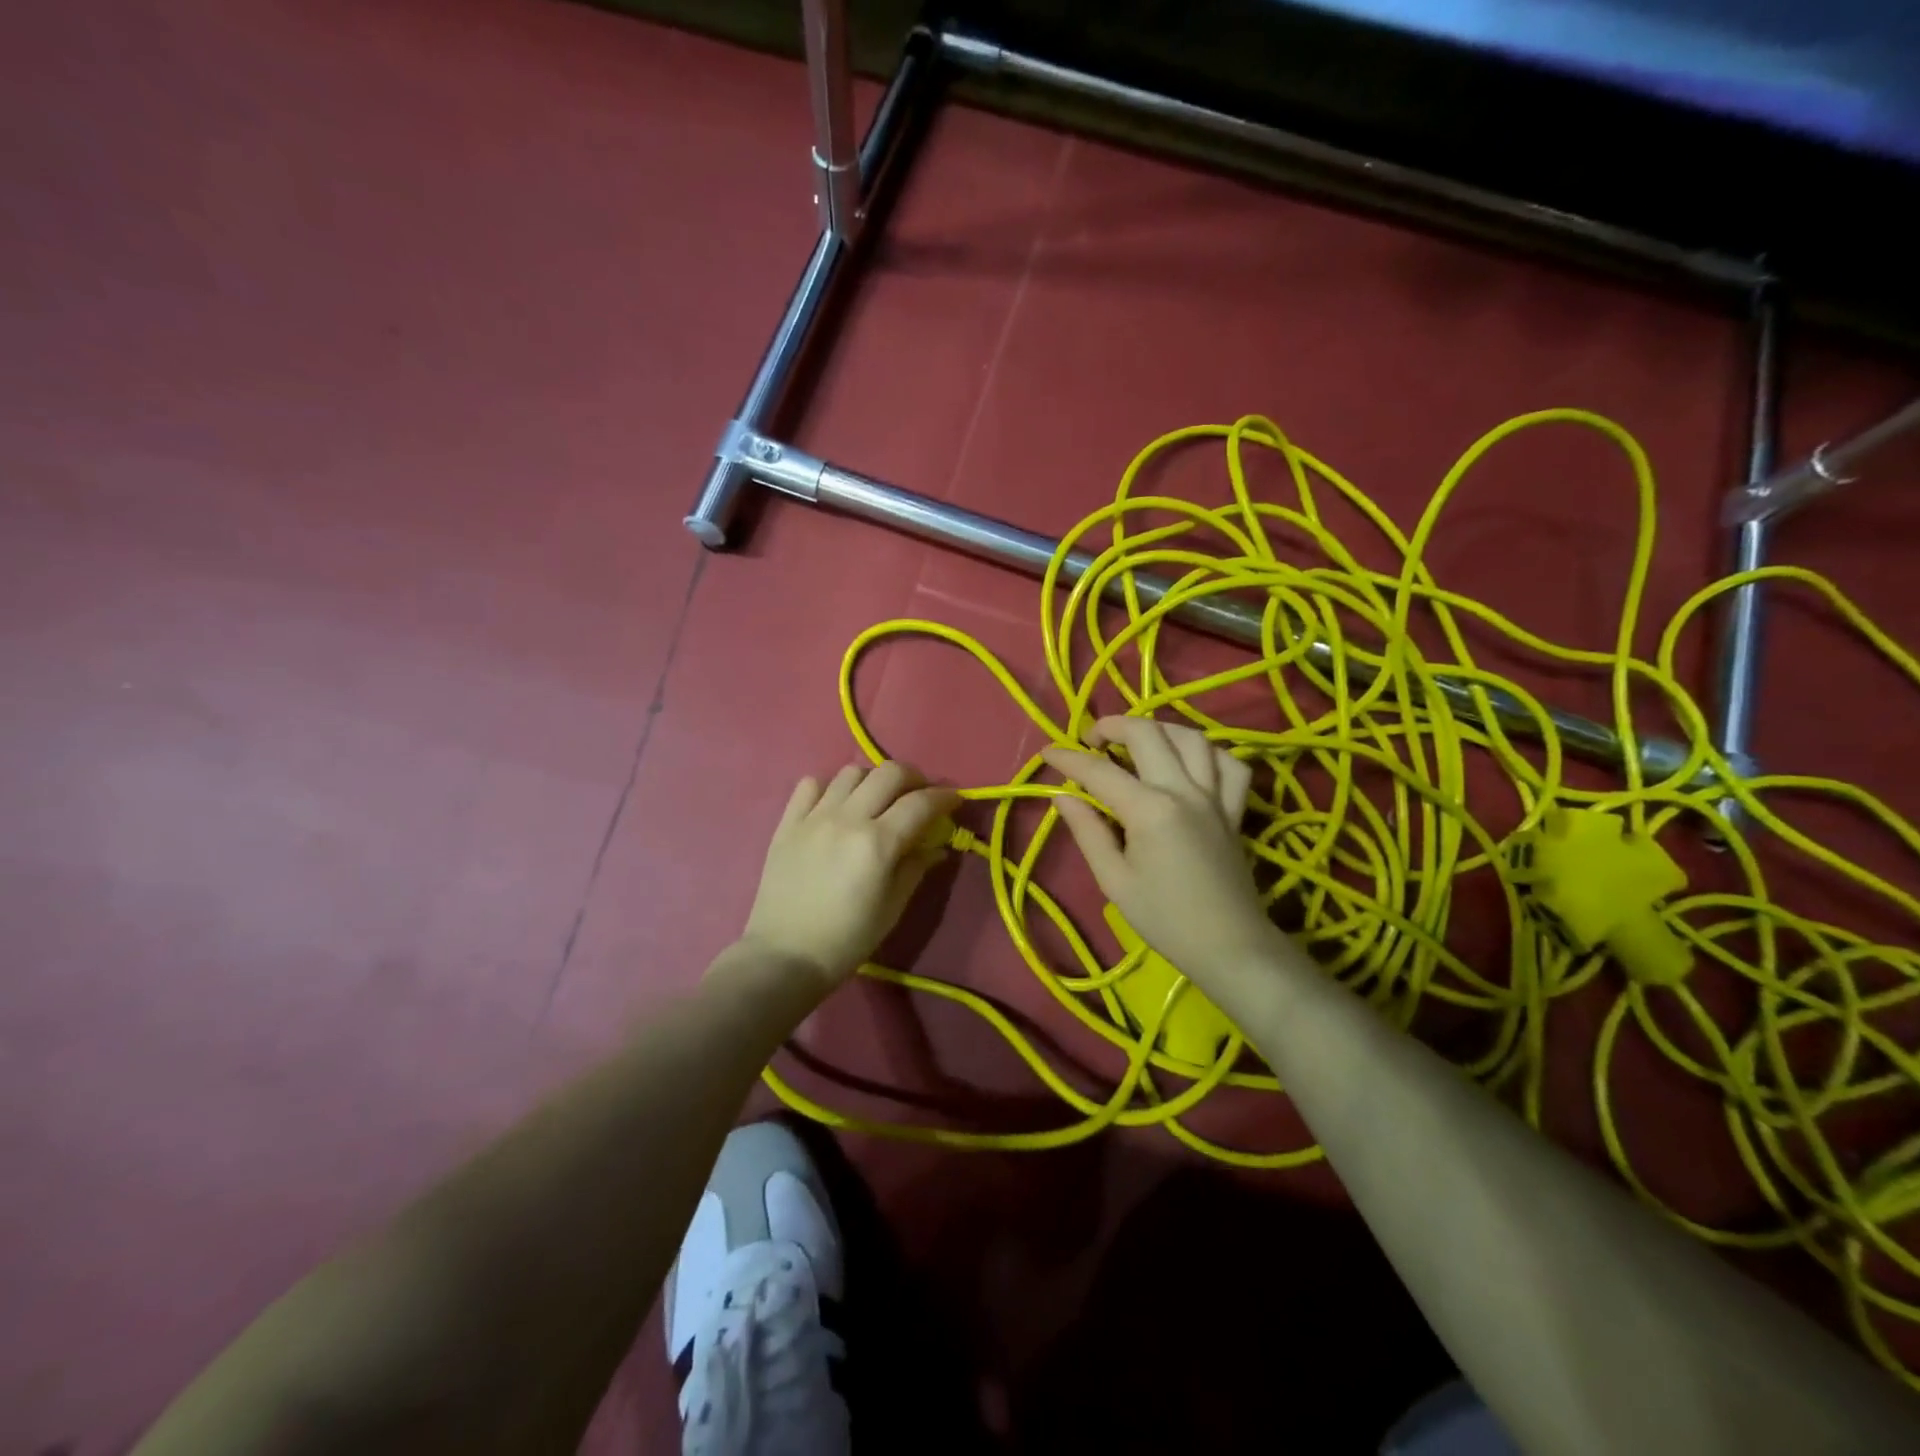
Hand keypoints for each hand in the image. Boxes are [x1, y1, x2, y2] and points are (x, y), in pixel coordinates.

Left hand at [740, 761, 960, 991]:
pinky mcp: (788, 823)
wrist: (784, 956)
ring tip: (877, 800)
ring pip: (851, 772)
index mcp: (877, 843)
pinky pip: (811, 784)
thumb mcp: (892, 909)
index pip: (921, 803)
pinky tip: (836, 806)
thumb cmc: (846, 940)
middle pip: (888, 773)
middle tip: (919, 796)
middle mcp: (847, 818)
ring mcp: (814, 817)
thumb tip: (936, 846)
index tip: (955, 800)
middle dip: (913, 778)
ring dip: (872, 780)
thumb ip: (915, 869)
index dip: (945, 797)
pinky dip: (830, 787)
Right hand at [1042, 716, 1280, 988]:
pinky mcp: (1234, 809)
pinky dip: (1209, 752)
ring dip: (1160, 729)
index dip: (1069, 759)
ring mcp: (1214, 796)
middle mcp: (1184, 791)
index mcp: (1150, 810)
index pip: (1100, 772)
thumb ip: (1088, 832)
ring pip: (1192, 737)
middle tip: (1091, 740)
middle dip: (1113, 726)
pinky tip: (1189, 762)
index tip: (1048, 753)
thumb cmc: (1164, 919)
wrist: (1228, 946)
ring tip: (1137, 741)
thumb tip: (1063, 796)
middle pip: (1148, 734)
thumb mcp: (1114, 880)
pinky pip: (1230, 764)